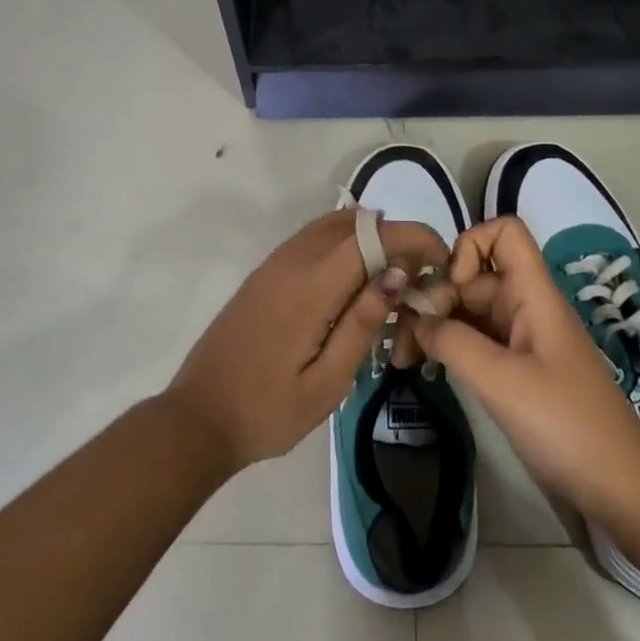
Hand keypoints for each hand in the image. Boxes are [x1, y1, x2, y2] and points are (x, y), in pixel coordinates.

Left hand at [166, 210, 450, 472]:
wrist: (198, 418)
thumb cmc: (268, 411)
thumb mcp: (327, 382)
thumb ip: (363, 322)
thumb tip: (398, 273)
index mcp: (310, 286)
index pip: (373, 236)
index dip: (413, 237)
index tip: (441, 261)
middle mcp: (292, 260)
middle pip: (355, 222)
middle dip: (395, 238)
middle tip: (418, 278)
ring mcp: (274, 263)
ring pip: (333, 225)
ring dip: (369, 239)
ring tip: (392, 282)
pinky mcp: (265, 274)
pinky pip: (313, 240)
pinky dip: (344, 246)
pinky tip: (355, 285)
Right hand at [408, 217, 639, 523]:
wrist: (618, 487)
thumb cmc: (565, 424)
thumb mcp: (501, 381)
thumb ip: (452, 341)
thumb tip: (416, 318)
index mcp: (534, 294)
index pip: (504, 233)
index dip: (470, 246)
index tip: (450, 289)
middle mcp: (526, 306)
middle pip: (474, 277)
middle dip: (435, 298)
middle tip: (400, 340)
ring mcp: (521, 339)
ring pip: (469, 310)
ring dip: (435, 325)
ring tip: (401, 357)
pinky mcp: (516, 369)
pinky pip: (475, 341)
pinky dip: (448, 348)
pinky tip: (424, 367)